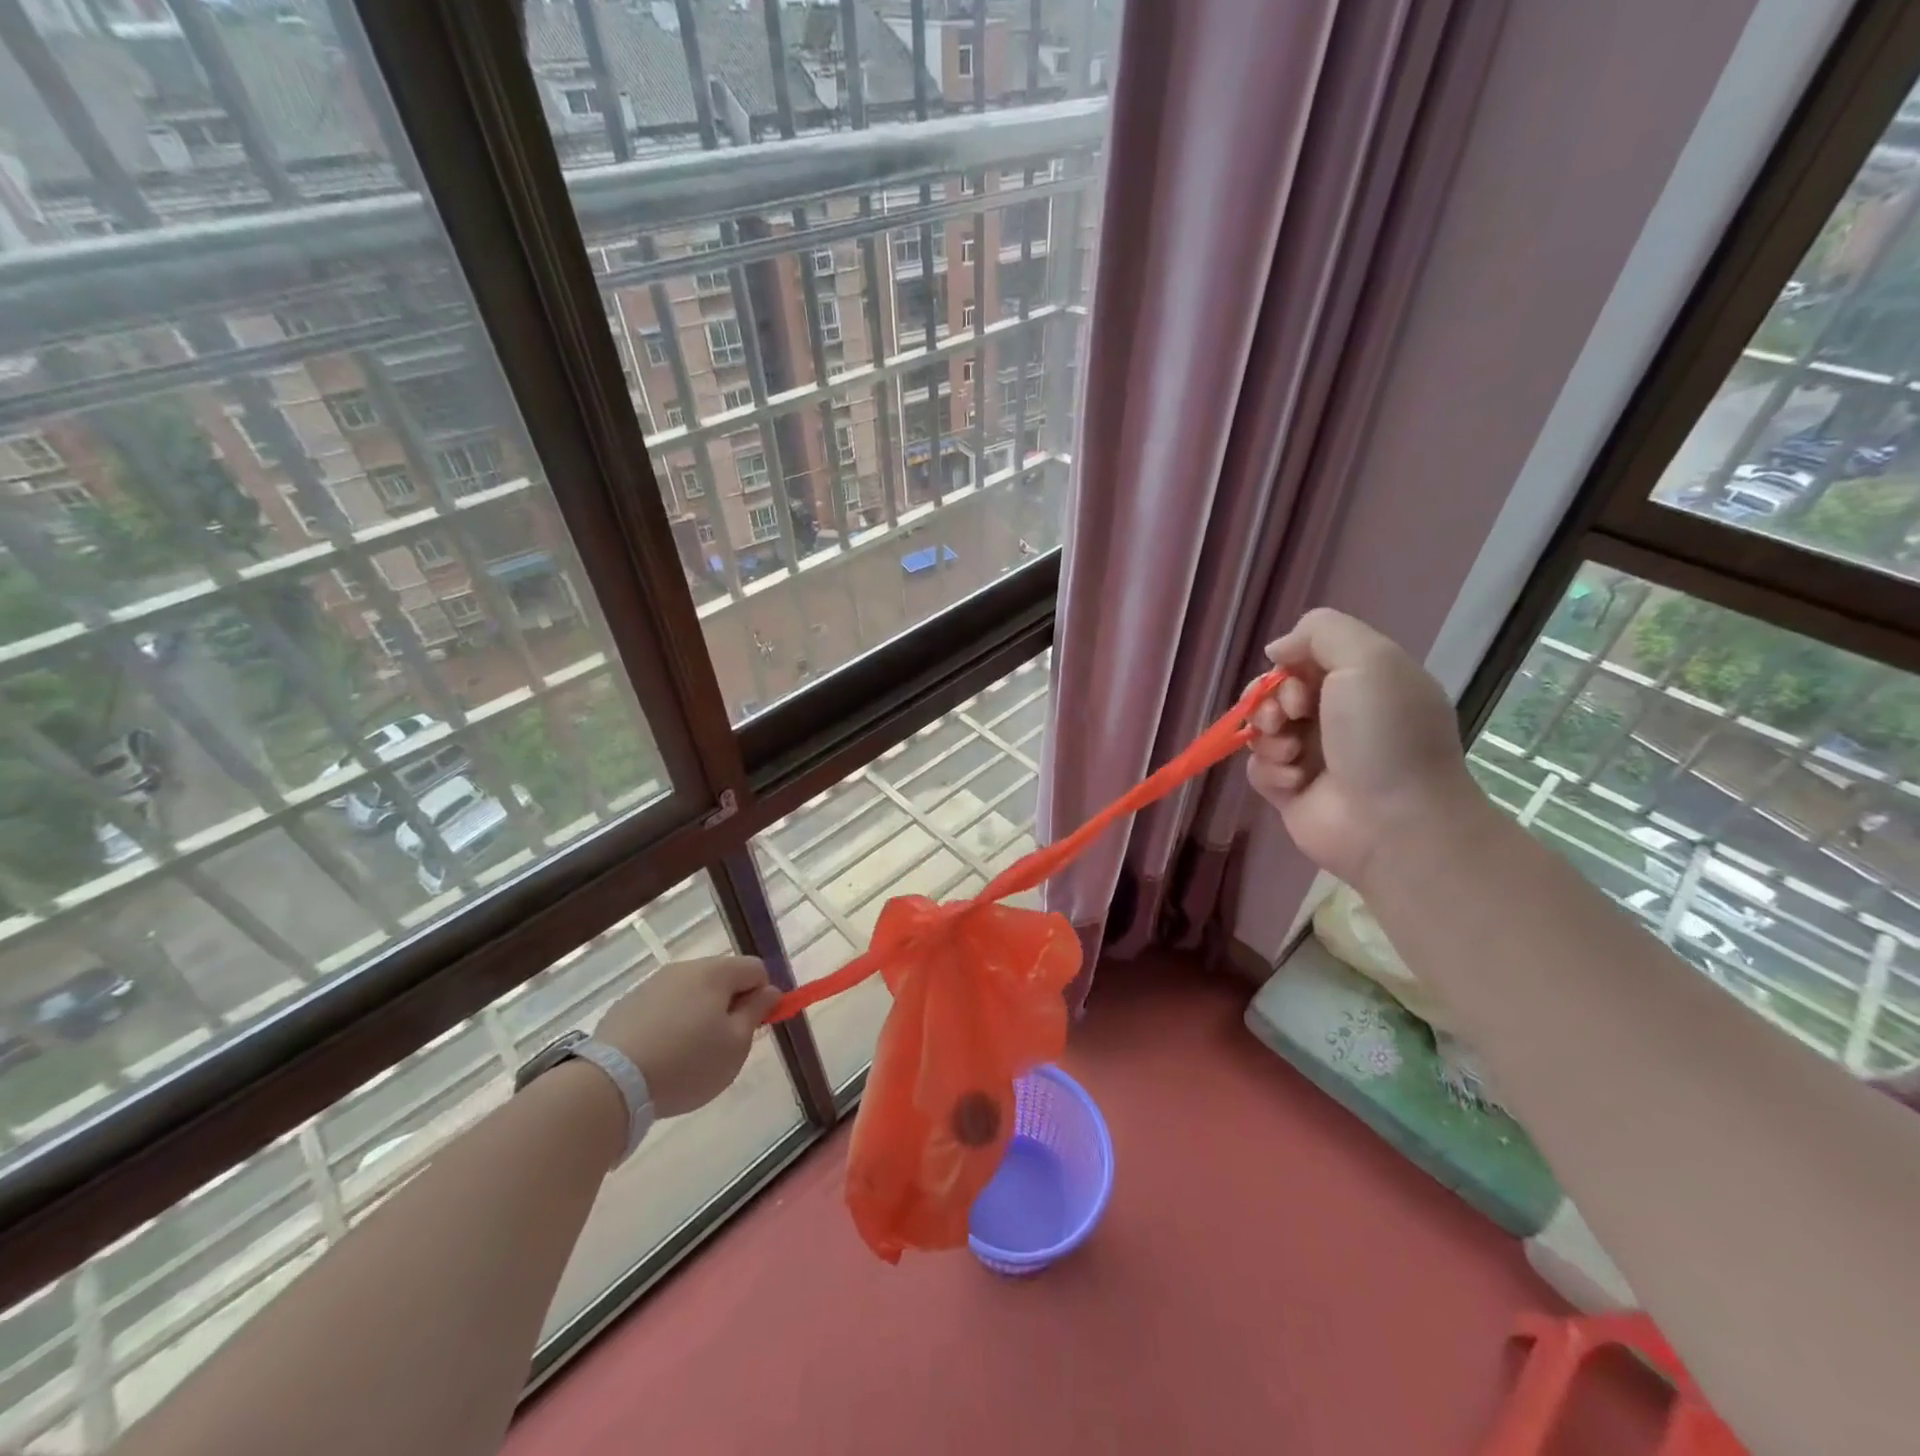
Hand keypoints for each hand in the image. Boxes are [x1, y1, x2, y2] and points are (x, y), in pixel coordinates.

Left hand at [593, 955, 780, 1116]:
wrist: (610, 1083)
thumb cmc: (687, 1063)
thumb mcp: (736, 1044)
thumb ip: (757, 1012)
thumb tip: (769, 991)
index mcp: (716, 972)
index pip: (756, 969)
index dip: (763, 996)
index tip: (754, 1028)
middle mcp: (685, 968)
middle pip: (722, 978)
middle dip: (730, 1005)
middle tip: (723, 1046)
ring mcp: (652, 984)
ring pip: (691, 993)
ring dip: (699, 1015)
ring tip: (689, 1056)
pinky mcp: (627, 1005)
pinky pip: (663, 1008)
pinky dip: (670, 1025)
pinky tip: (660, 1057)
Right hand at [1245, 608, 1480, 886]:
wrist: (1394, 822)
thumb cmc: (1385, 736)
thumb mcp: (1368, 659)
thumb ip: (1321, 631)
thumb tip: (1277, 650)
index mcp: (1363, 683)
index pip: (1305, 658)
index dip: (1290, 665)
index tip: (1300, 683)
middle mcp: (1337, 717)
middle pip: (1275, 693)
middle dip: (1270, 701)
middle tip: (1288, 718)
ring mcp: (1312, 756)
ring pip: (1261, 730)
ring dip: (1268, 737)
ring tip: (1292, 755)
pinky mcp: (1291, 791)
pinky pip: (1258, 769)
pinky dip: (1270, 772)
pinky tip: (1294, 783)